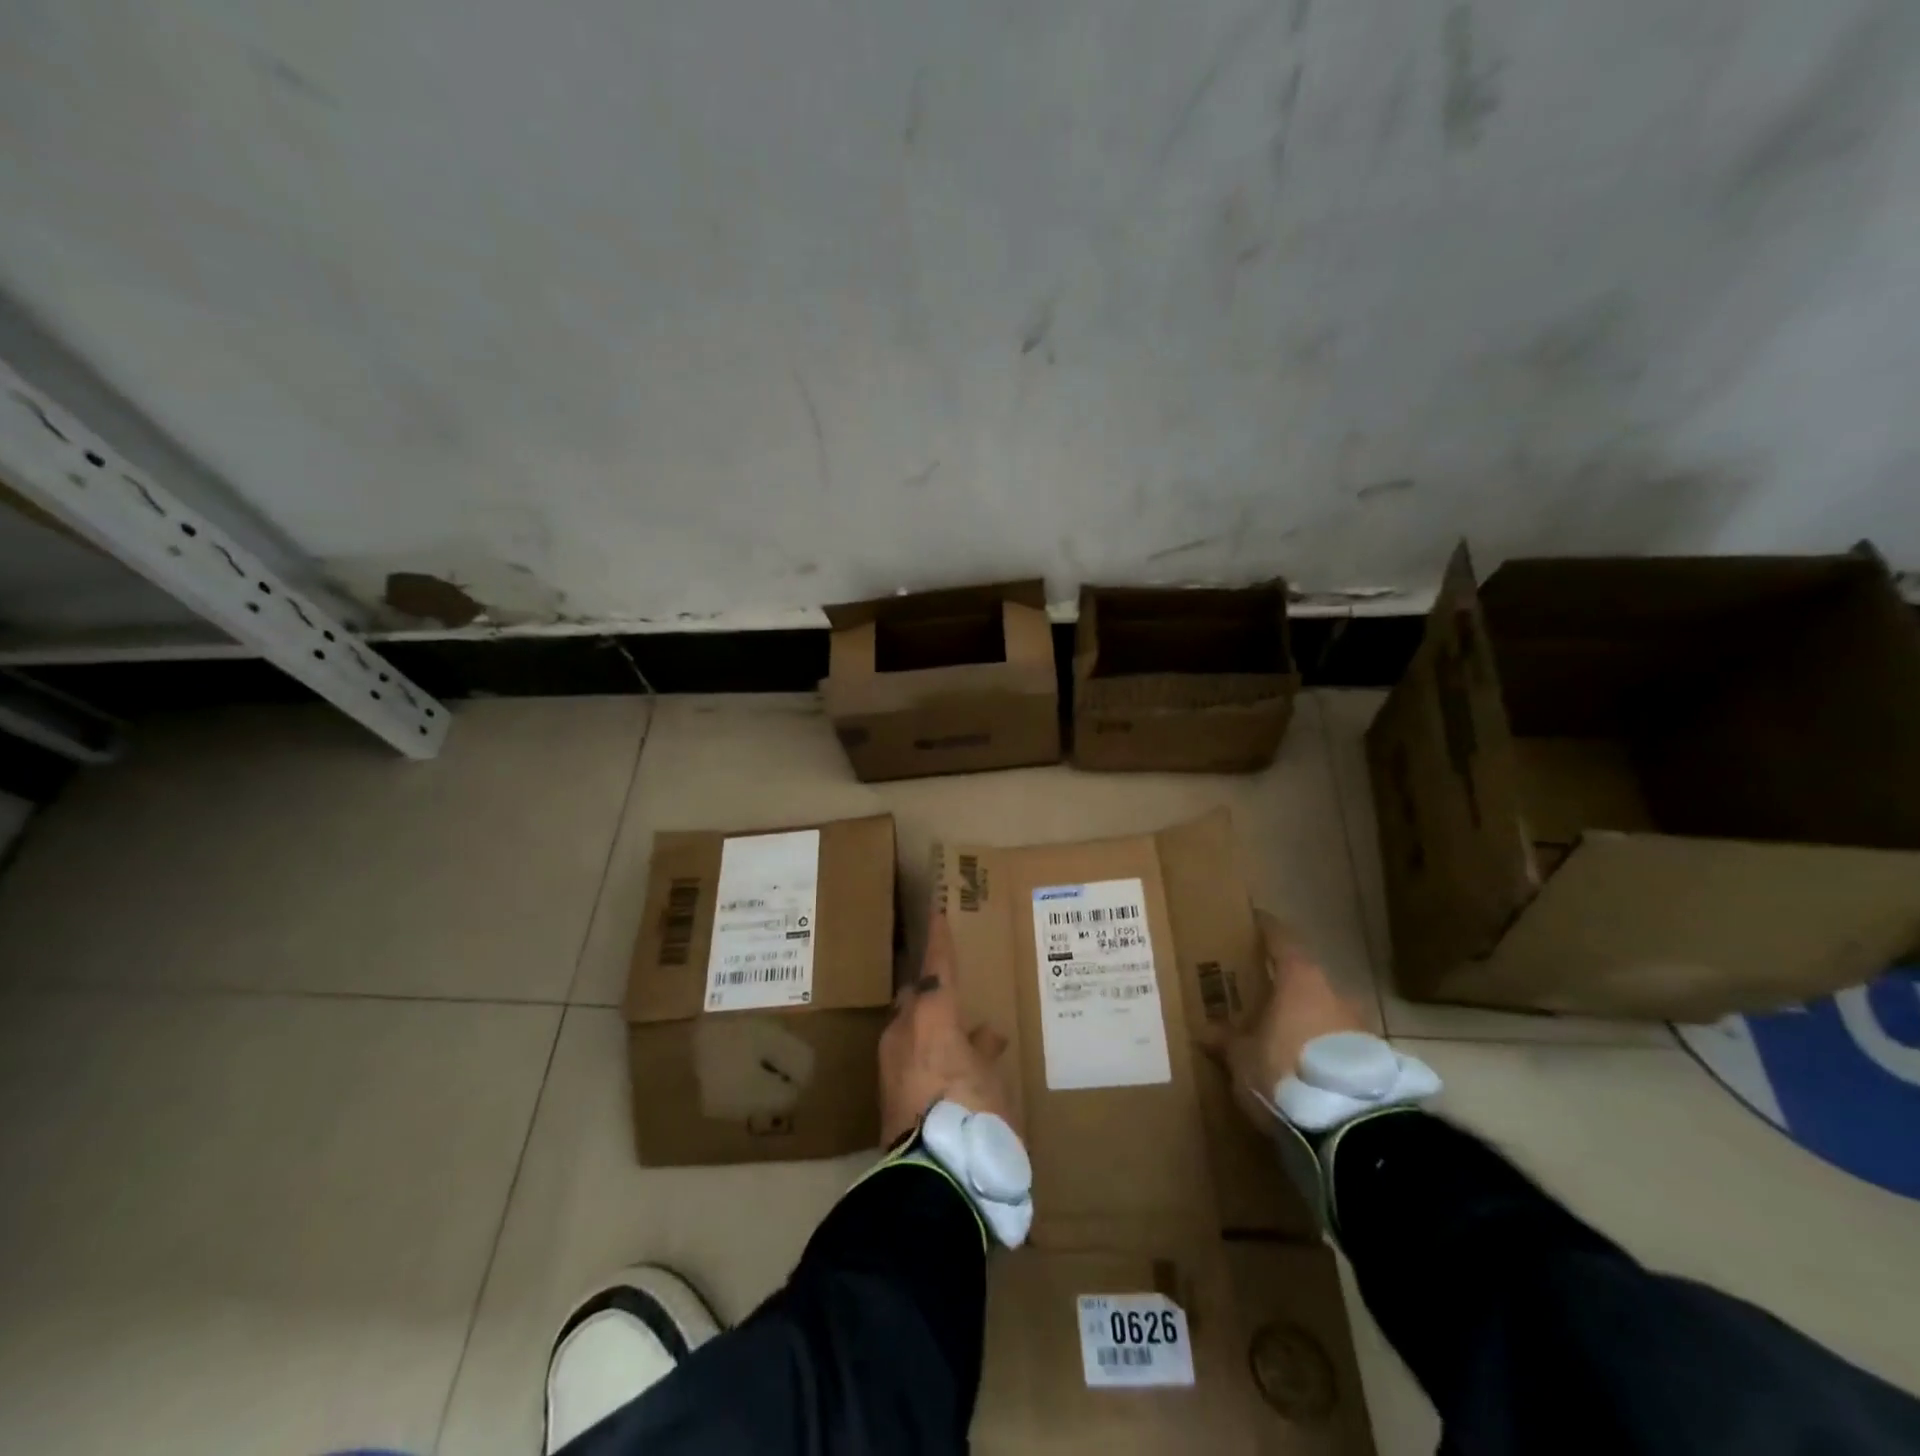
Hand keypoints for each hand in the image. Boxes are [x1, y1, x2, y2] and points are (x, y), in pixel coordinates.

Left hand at [878, 913, 1013, 1145]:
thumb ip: (986, 1052)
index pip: (937, 966)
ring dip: (931, 1028)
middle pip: (916, 997)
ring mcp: (889, 1064)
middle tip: (952, 989)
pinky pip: (908, 1057)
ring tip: (959, 1034)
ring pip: (910, 1028)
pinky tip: (949, 1070)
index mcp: (932, 1017)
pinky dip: (927, 1055)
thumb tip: (986, 1034)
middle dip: (931, 992)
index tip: (937, 912)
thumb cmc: (975, 1115)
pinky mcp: (885, 1094)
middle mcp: (903, 1032)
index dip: (940, 939)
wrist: (934, 1180)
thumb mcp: (994, 1080)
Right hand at [1212, 912, 1369, 1127]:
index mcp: (1300, 981)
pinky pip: (1341, 1045)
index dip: (1267, 929)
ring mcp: (1361, 1027)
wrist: (1353, 1128)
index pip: (1282, 940)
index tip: (1255, 921)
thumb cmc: (1285, 1072)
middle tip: (1262, 997)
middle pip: (1306, 980)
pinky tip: (1308, 1069)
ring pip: (1326, 1013)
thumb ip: (1226, 1041)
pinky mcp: (1376, 1061)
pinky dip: (1324, 1050)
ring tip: (1285, 1039)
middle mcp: (1335, 994)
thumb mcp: (1242, 1059)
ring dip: (1307, 1022)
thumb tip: (1206, 1032)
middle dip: (1285, 988)